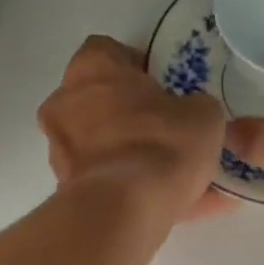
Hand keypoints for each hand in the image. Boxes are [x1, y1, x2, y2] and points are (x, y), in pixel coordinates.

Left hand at [38, 36, 234, 223]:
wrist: (124, 211)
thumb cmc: (161, 144)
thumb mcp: (202, 115)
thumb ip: (194, 108)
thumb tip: (191, 118)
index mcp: (92, 66)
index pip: (111, 54)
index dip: (140, 71)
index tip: (165, 93)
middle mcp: (65, 103)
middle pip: (102, 104)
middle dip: (132, 120)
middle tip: (169, 138)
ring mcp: (60, 152)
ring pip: (104, 151)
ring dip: (132, 161)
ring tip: (174, 184)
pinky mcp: (67, 193)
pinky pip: (108, 186)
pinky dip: (132, 194)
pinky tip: (168, 209)